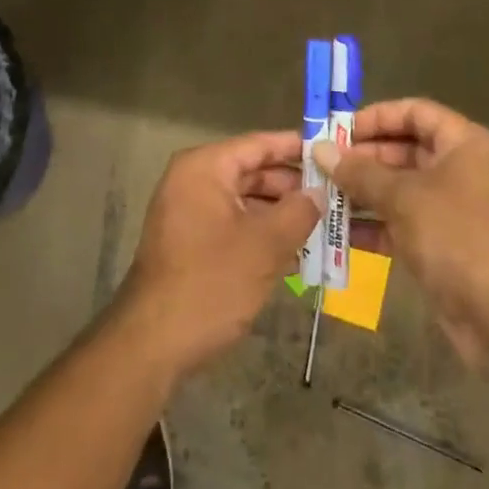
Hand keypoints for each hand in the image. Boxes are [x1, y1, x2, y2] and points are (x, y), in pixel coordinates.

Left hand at [111, 132, 321, 381]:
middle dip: (293, 186)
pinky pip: (233, 225)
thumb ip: (298, 212)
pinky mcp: (190, 243)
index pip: (258, 144)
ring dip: (281, 214)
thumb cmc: (211, 283)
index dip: (296, 147)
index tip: (332, 150)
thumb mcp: (265, 246)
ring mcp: (188, 212)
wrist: (152, 344)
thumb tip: (319, 192)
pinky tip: (297, 254)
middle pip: (252, 172)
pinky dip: (261, 234)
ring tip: (325, 225)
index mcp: (205, 168)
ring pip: (245, 202)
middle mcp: (193, 181)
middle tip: (336, 194)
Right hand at [315, 99, 488, 366]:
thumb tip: (320, 150)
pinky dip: (375, 224)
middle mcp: (463, 169)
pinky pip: (403, 223)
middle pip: (407, 150)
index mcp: (465, 143)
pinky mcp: (444, 245)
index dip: (377, 117)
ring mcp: (454, 209)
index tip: (340, 129)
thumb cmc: (454, 234)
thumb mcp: (403, 196)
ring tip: (322, 194)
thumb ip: (359, 172)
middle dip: (363, 157)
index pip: (416, 112)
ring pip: (402, 188)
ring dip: (363, 192)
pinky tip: (338, 231)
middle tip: (323, 164)